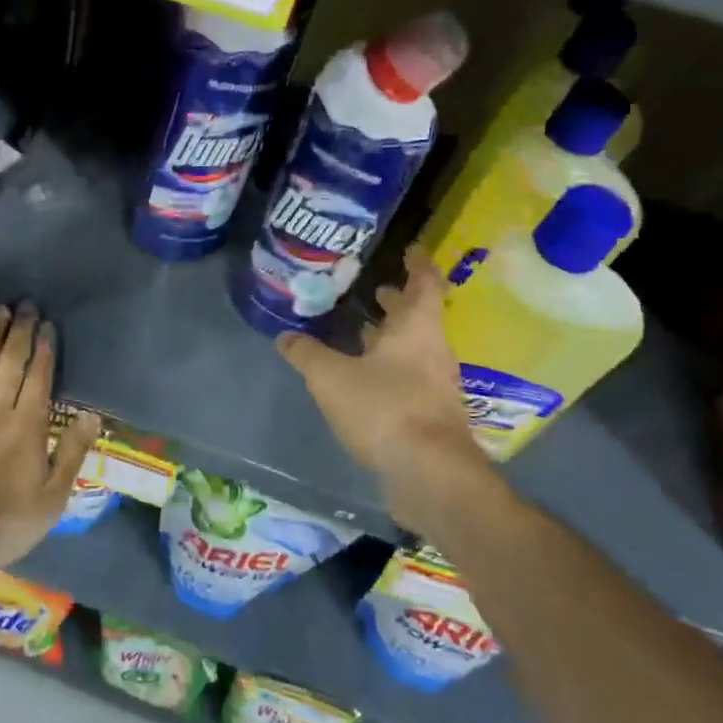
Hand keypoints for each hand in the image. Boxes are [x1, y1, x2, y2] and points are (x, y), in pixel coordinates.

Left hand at [0, 305, 100, 594]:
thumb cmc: (0, 525)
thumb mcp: (51, 500)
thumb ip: (72, 454)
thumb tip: (92, 415)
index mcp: (28, 425)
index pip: (39, 376)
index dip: (44, 348)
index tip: (48, 326)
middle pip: (10, 360)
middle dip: (20, 330)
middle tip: (26, 305)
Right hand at [276, 247, 496, 539]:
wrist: (429, 473)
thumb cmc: (384, 408)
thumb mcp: (330, 377)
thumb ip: (307, 354)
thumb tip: (286, 337)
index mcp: (416, 329)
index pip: (425, 284)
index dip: (418, 264)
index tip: (410, 249)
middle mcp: (433, 351)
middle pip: (420, 317)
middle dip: (398, 303)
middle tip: (375, 290)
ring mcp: (437, 385)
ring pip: (415, 349)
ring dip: (392, 337)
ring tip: (362, 332)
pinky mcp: (431, 414)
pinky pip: (411, 377)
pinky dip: (391, 368)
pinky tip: (366, 378)